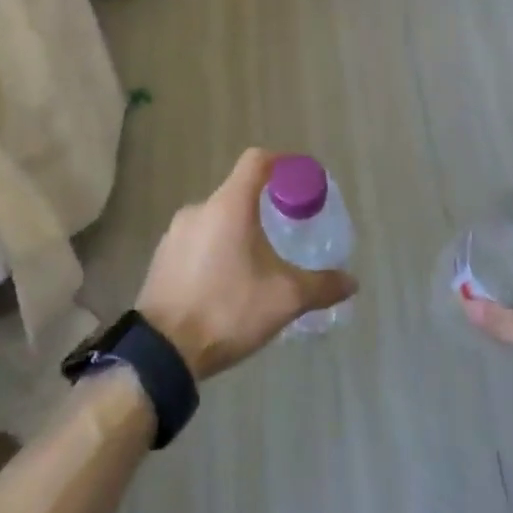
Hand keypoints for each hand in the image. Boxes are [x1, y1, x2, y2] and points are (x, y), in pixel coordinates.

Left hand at [135, 149, 356, 381]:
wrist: (162, 351)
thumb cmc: (228, 310)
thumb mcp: (284, 299)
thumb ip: (321, 286)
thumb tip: (351, 281)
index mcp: (228, 206)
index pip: (257, 161)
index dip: (282, 164)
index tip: (299, 180)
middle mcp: (198, 209)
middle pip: (237, 193)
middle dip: (264, 208)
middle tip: (286, 232)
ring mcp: (174, 234)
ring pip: (216, 220)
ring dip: (238, 232)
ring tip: (258, 264)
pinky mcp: (161, 258)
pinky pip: (197, 242)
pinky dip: (217, 251)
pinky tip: (227, 284)